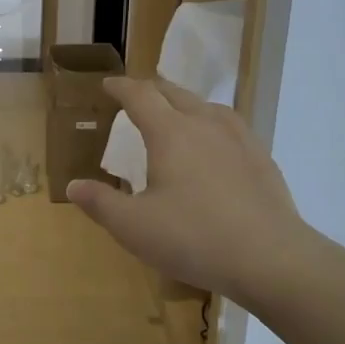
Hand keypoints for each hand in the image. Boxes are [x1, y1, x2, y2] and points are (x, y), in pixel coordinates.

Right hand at [68, 78, 313, 302]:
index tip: (108, 85)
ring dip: (185, 103)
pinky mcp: (262, 159)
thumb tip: (73, 186)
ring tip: (177, 112)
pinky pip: (231, 126)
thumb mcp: (134, 226)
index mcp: (170, 133)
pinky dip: (212, 123)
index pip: (141, 96)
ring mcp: (239, 139)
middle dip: (152, 89)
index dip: (121, 88)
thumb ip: (100, 203)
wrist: (271, 258)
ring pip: (207, 106)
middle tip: (137, 94)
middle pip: (175, 94)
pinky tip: (216, 144)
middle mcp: (205, 125)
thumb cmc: (193, 238)